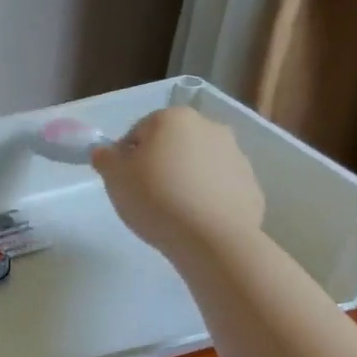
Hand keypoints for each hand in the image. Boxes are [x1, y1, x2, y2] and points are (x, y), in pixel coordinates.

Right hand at [91, 106, 263, 258]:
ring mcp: (236, 155)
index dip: (126, 156)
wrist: (212, 239)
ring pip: (198, 164)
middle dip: (159, 163)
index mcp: (173, 118)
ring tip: (172, 211)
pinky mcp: (251, 185)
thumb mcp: (114, 178)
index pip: (138, 131)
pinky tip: (195, 220)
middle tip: (146, 194)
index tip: (123, 181)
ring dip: (185, 178)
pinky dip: (207, 197)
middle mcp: (209, 127)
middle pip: (172, 143)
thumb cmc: (156, 198)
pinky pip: (219, 187)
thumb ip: (105, 159)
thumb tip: (106, 152)